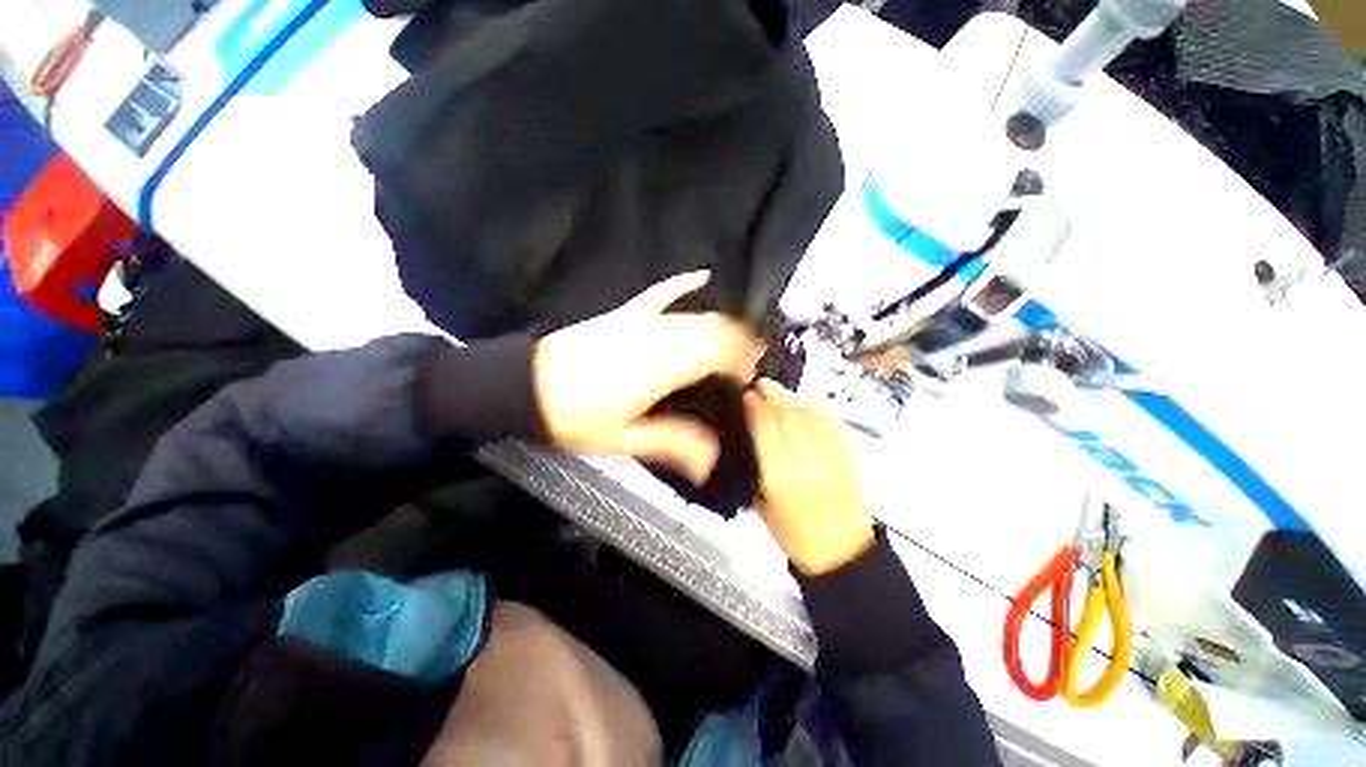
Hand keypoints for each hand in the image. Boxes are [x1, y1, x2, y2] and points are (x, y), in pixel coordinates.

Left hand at [533, 271, 762, 483]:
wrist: (523, 386)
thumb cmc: (574, 417)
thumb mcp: (622, 439)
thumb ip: (671, 442)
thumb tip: (711, 459)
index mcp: (659, 369)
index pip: (716, 352)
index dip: (742, 360)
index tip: (751, 376)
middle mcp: (656, 337)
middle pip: (712, 328)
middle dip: (740, 341)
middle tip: (751, 361)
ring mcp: (640, 320)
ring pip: (695, 313)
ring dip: (723, 323)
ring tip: (739, 339)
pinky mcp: (625, 313)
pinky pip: (661, 292)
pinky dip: (684, 283)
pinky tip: (702, 276)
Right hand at [743, 378, 874, 575]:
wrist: (839, 552)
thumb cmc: (792, 532)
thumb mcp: (760, 504)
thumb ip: (755, 469)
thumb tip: (749, 438)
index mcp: (778, 477)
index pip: (764, 428)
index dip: (755, 406)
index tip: (747, 395)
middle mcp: (804, 463)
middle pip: (787, 416)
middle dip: (773, 394)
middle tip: (762, 384)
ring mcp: (830, 458)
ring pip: (810, 416)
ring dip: (794, 399)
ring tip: (782, 393)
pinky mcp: (850, 458)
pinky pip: (833, 426)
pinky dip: (819, 411)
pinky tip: (808, 405)